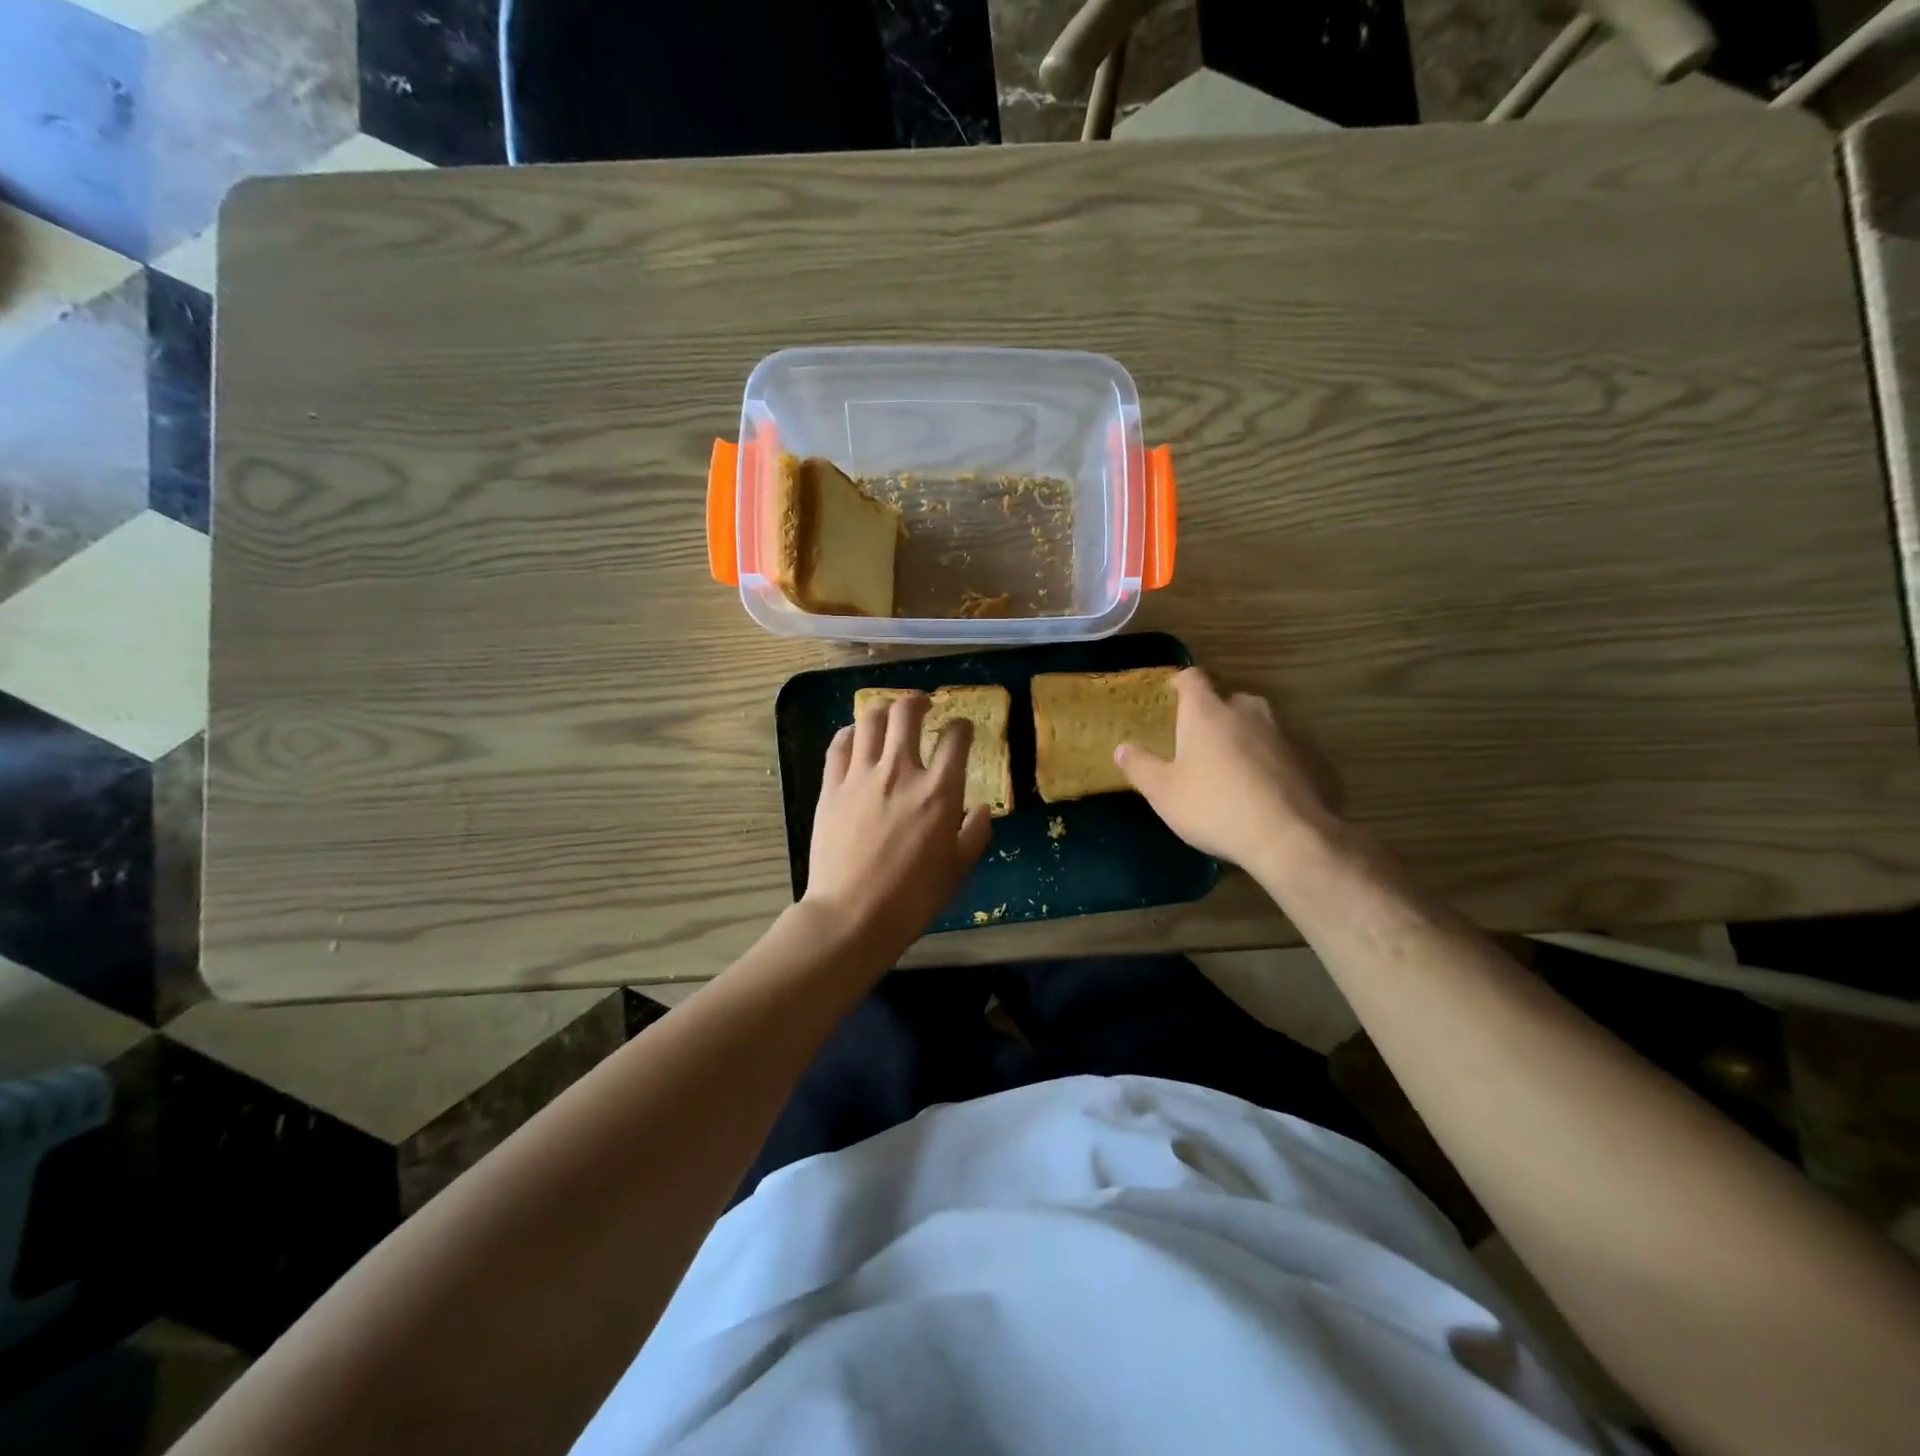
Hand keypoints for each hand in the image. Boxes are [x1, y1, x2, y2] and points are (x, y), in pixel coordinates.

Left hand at [803, 692, 992, 957]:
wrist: (853, 915)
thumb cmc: (913, 898)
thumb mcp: (958, 870)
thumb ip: (976, 833)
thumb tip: (981, 809)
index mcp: (939, 791)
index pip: (956, 738)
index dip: (962, 727)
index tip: (962, 730)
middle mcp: (901, 771)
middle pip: (907, 712)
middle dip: (919, 700)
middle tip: (923, 705)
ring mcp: (861, 775)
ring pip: (870, 719)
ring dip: (884, 709)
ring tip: (889, 714)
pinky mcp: (831, 786)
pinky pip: (840, 744)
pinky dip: (851, 732)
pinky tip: (856, 736)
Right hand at [1115, 668, 1346, 875]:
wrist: (1289, 837)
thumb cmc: (1214, 807)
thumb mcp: (1163, 792)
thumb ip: (1139, 766)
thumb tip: (1122, 748)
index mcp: (1207, 712)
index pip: (1192, 678)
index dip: (1179, 682)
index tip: (1170, 695)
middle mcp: (1246, 711)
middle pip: (1227, 699)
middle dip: (1212, 714)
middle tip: (1197, 741)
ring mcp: (1281, 733)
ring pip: (1255, 723)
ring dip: (1241, 736)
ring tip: (1229, 765)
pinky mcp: (1307, 757)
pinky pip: (1278, 749)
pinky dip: (1266, 759)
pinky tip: (1260, 787)